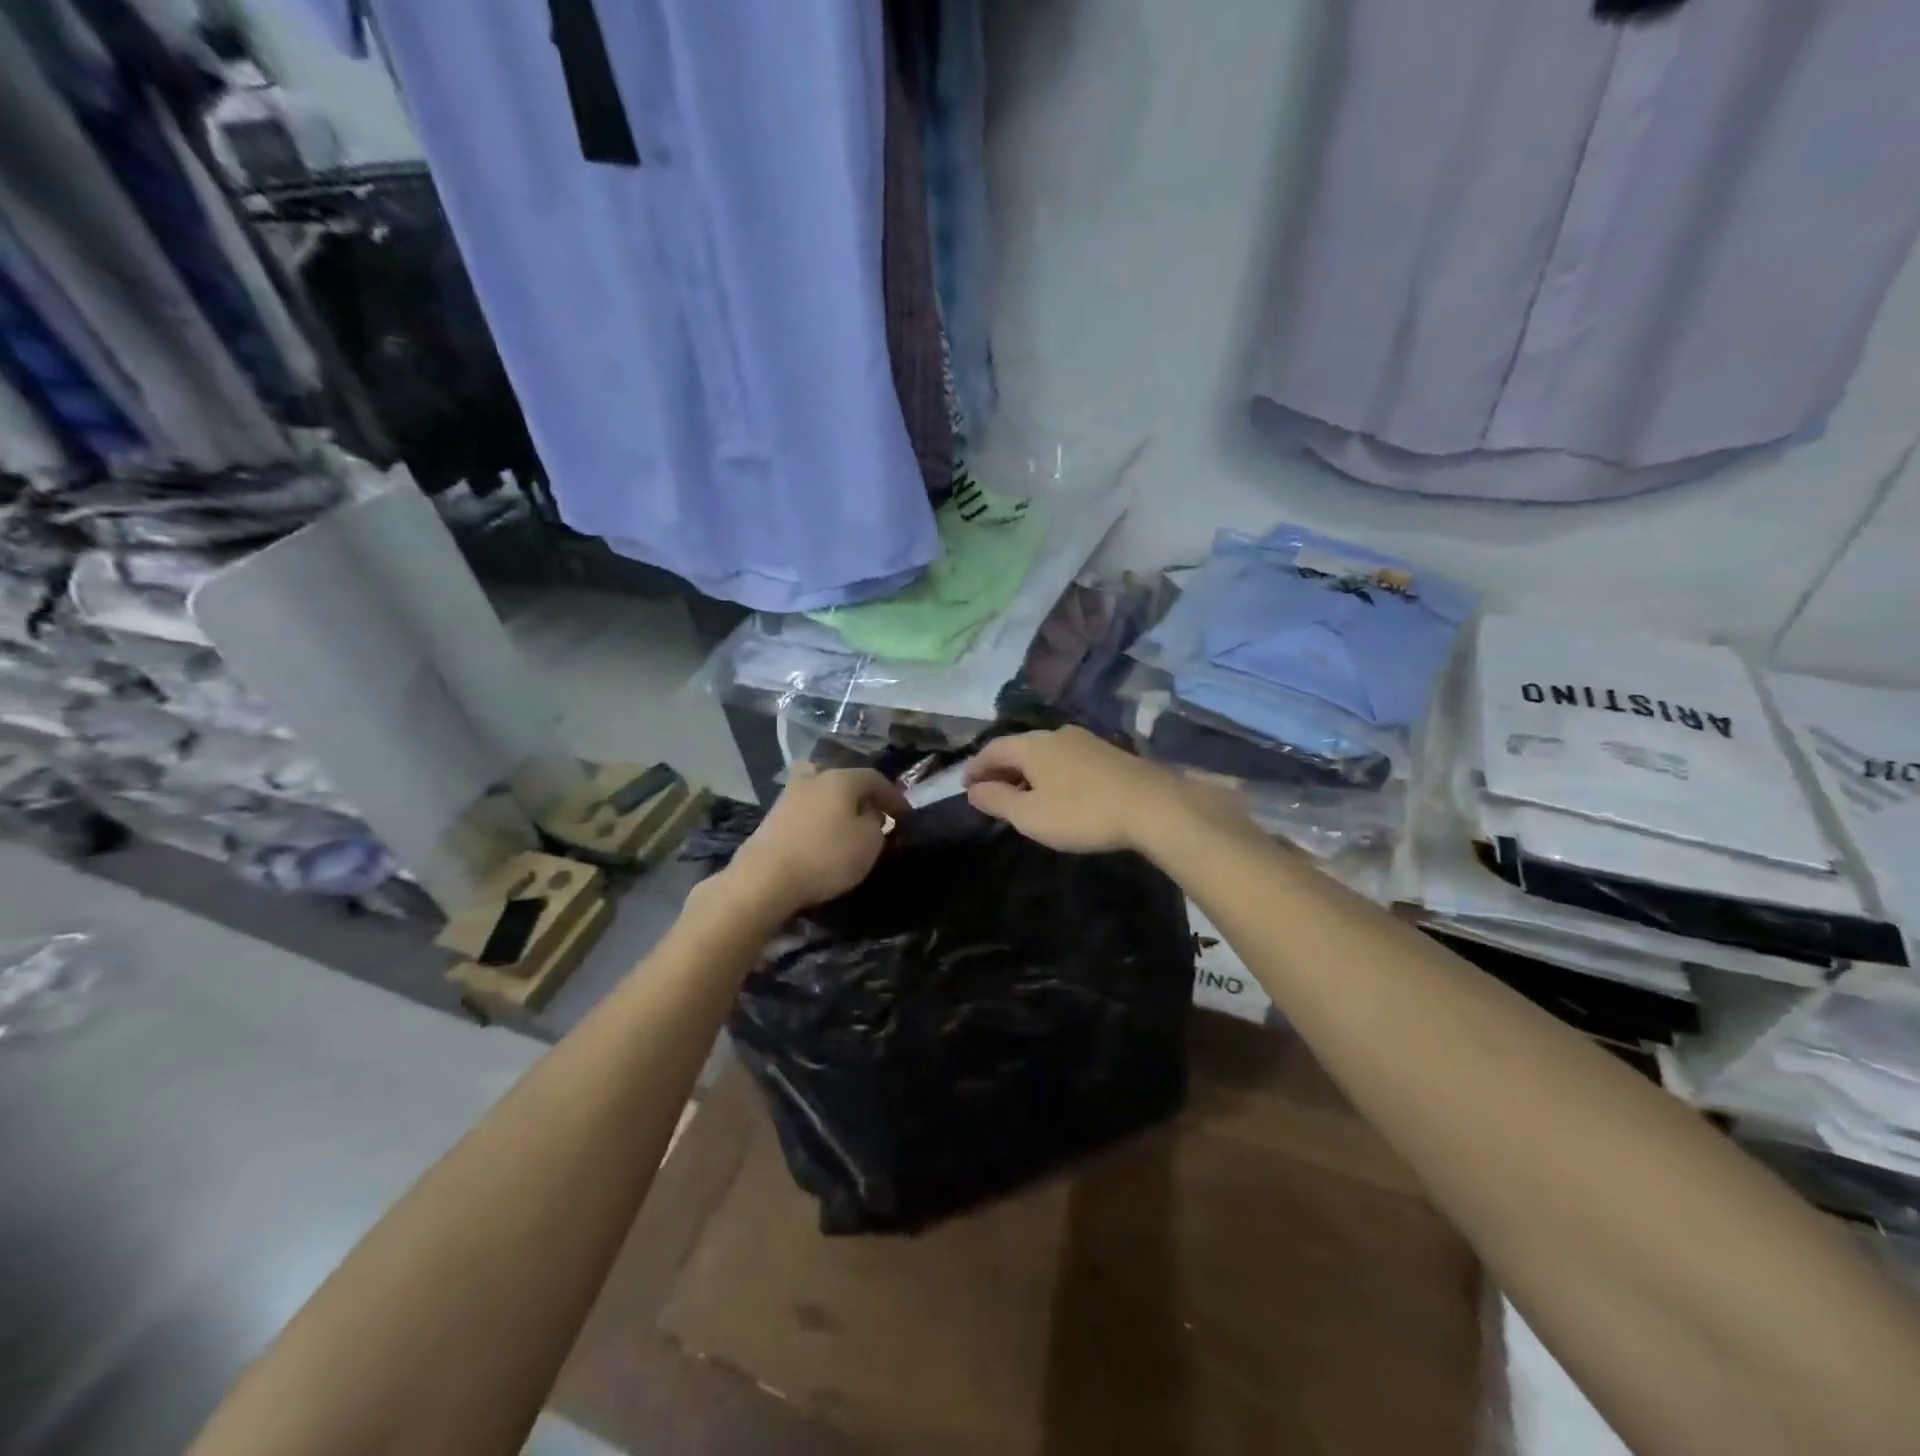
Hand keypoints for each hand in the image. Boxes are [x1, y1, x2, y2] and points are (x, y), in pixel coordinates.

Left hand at [722, 765, 908, 916]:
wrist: (764, 878)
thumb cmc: (826, 856)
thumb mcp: (869, 843)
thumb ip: (876, 824)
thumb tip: (869, 815)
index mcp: (840, 778)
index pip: (875, 778)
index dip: (893, 796)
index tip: (905, 816)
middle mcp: (813, 779)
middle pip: (843, 780)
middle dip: (861, 797)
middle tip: (873, 817)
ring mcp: (788, 796)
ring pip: (821, 793)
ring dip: (837, 807)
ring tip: (847, 829)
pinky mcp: (772, 818)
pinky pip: (805, 812)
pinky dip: (818, 820)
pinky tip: (822, 838)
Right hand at [962, 726, 1188, 853]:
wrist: (1152, 805)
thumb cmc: (1082, 812)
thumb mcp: (1031, 815)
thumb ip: (998, 800)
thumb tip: (973, 790)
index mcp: (1033, 745)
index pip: (993, 749)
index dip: (976, 767)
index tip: (964, 785)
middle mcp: (1056, 734)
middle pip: (1019, 747)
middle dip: (1000, 768)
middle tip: (988, 790)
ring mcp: (1085, 741)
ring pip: (1044, 752)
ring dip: (1026, 771)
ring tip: (1019, 794)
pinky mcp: (1107, 753)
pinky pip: (1064, 758)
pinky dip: (1049, 772)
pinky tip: (1055, 791)